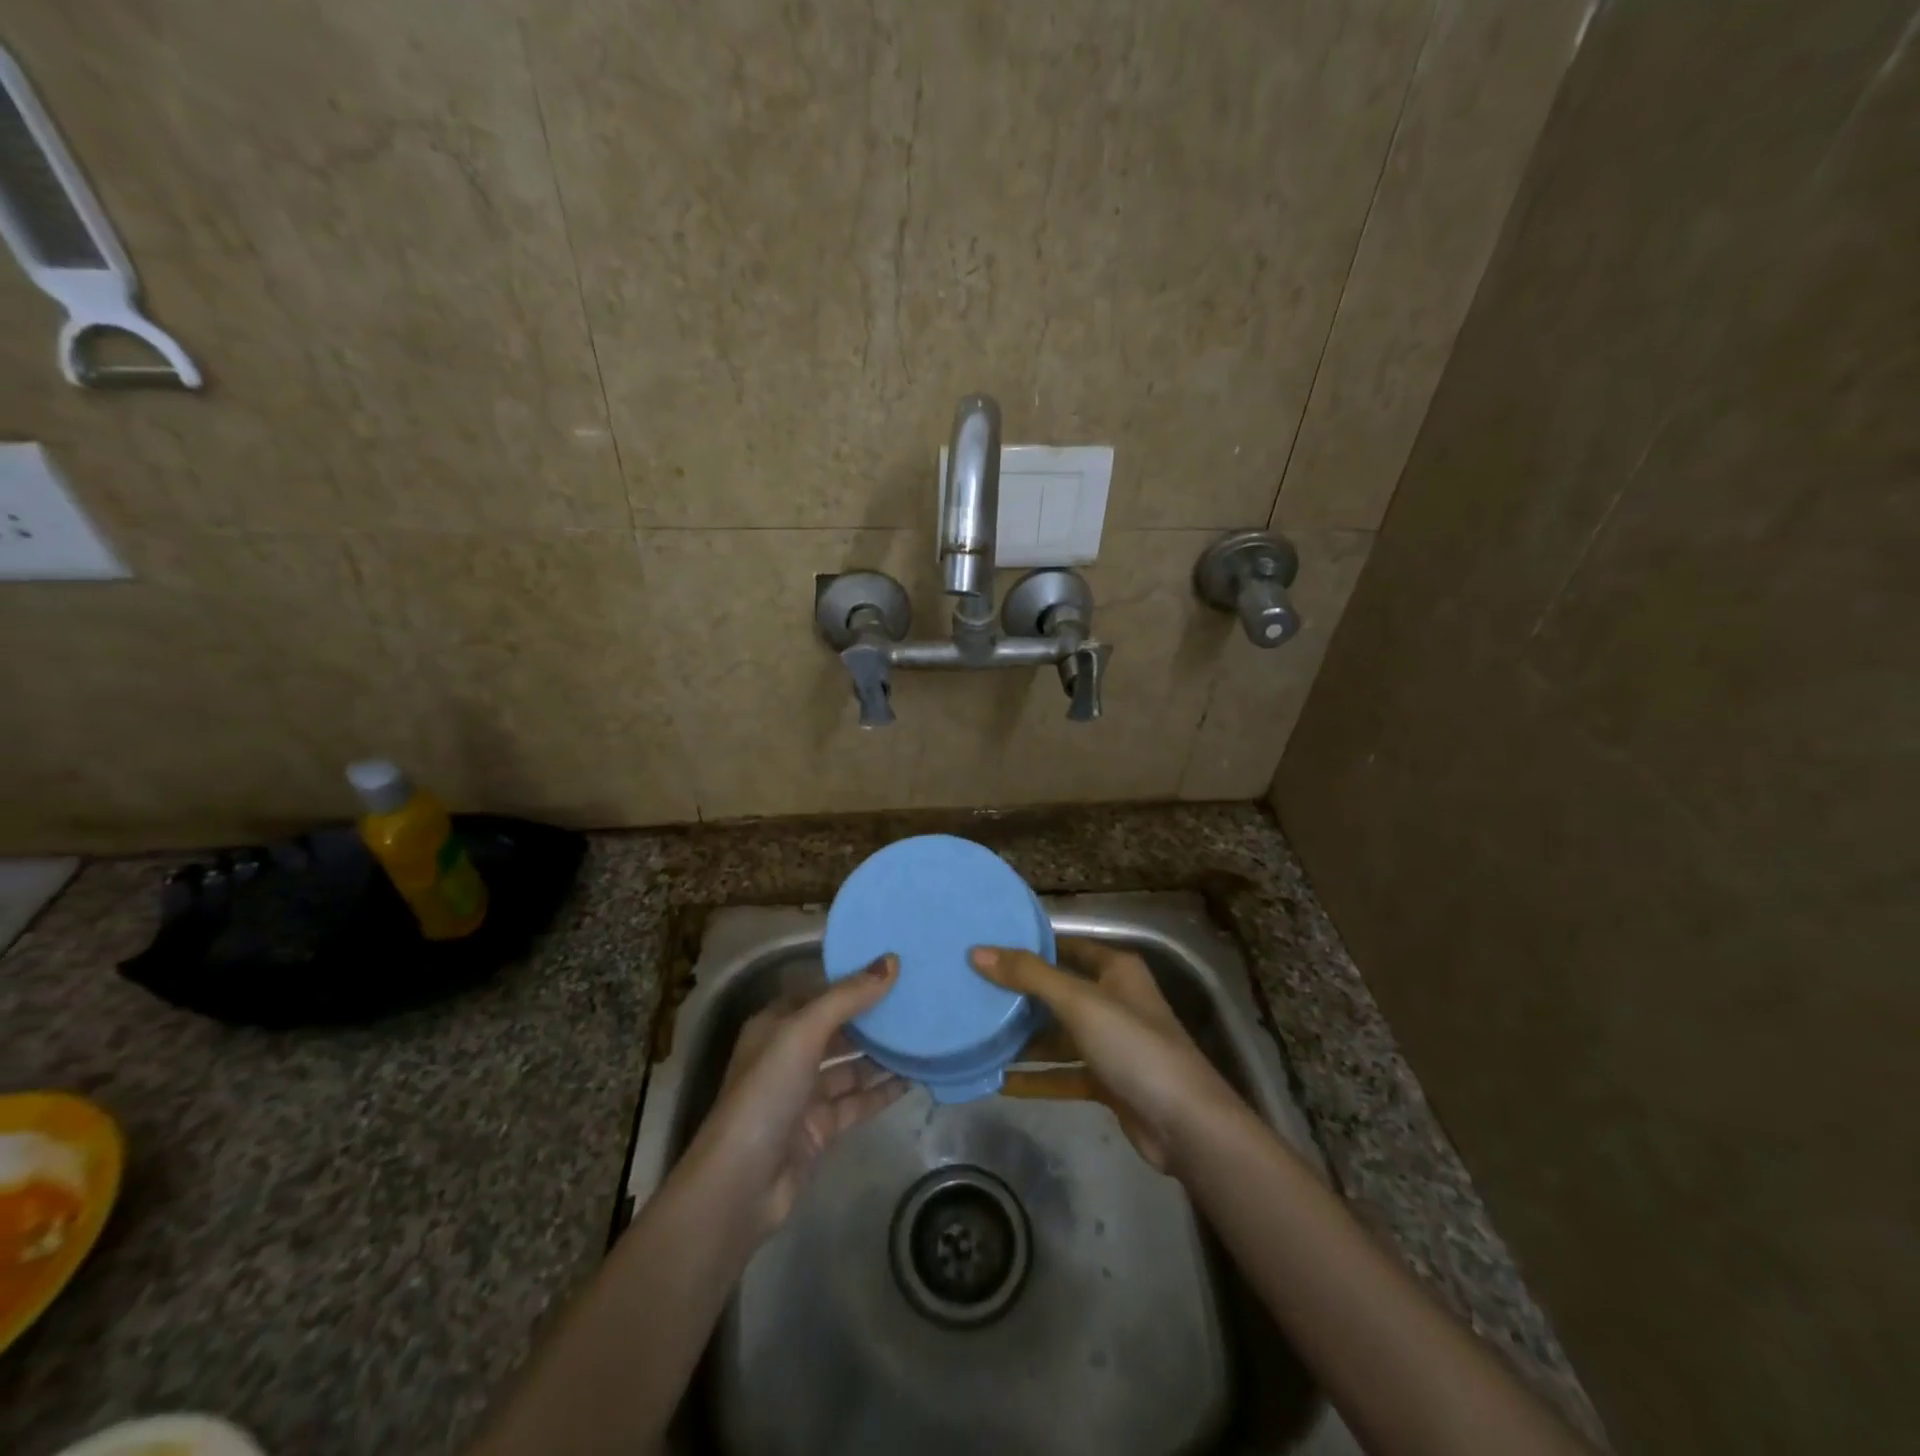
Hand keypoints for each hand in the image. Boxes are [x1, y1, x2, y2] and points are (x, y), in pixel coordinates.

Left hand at [684, 955, 905, 1235]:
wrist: (740, 1183)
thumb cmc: (766, 1092)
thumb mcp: (804, 1032)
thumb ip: (848, 997)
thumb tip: (892, 961)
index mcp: (776, 1025)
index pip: (820, 993)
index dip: (853, 981)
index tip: (893, 968)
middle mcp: (789, 1054)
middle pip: (838, 1029)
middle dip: (872, 1018)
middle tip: (917, 1001)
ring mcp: (805, 1094)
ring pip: (851, 1067)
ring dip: (882, 1055)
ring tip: (923, 1036)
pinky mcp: (820, 1128)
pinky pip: (858, 1101)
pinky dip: (883, 1090)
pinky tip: (914, 1077)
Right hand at [970, 938, 1243, 1173]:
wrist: (1186, 1124)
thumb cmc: (1134, 1046)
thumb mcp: (1079, 1002)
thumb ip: (1029, 976)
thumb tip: (977, 951)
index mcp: (1115, 970)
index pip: (1065, 946)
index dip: (1030, 946)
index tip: (987, 947)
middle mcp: (1113, 999)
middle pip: (1058, 991)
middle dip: (1019, 994)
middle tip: (972, 991)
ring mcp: (1111, 1043)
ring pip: (1058, 1034)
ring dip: (1024, 1039)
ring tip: (978, 1036)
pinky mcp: (1106, 1080)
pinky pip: (1063, 1072)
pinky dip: (1036, 1076)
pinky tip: (1000, 1082)